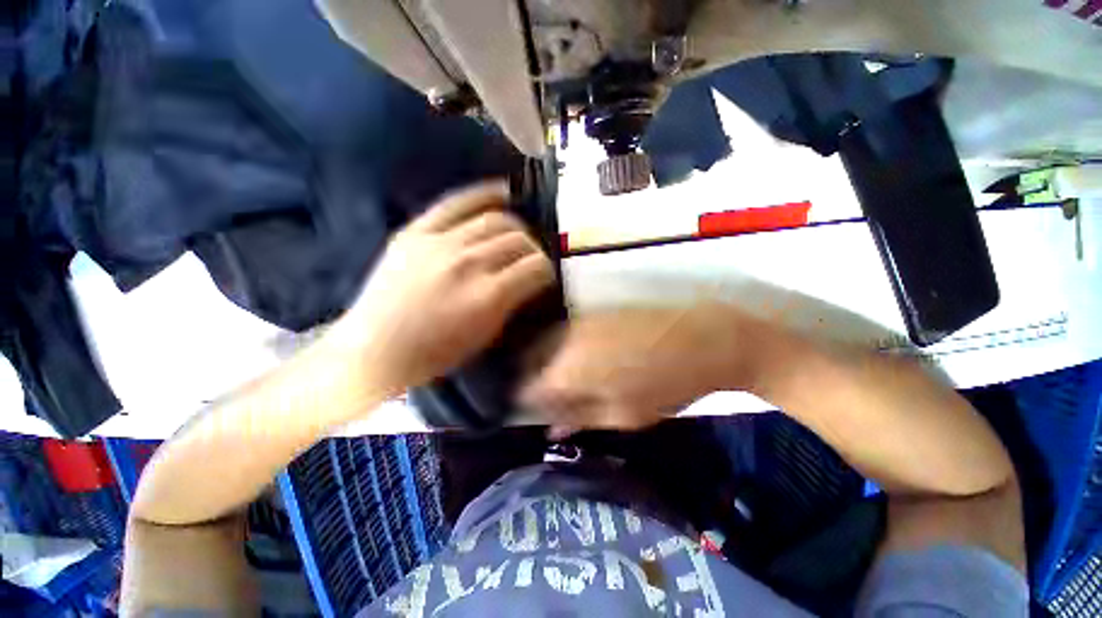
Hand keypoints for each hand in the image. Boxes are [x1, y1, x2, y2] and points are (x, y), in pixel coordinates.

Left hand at [334, 181, 555, 391]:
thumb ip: (513, 302)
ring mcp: (440, 243)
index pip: (536, 267)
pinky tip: (502, 194)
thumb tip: (529, 280)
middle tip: (531, 260)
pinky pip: (457, 202)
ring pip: (496, 219)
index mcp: (488, 296)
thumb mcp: (487, 335)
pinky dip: (484, 195)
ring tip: (518, 236)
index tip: (545, 277)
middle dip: (533, 249)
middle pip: (519, 240)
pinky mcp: (416, 231)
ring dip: (515, 228)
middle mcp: (469, 263)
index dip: (547, 271)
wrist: (376, 351)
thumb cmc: (437, 354)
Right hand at [521, 304, 754, 435]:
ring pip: (544, 343)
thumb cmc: (666, 385)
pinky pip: (563, 331)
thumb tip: (551, 430)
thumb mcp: (624, 415)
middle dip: (530, 379)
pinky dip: (560, 346)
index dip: (523, 402)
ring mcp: (579, 322)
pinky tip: (575, 356)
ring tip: (560, 377)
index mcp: (568, 372)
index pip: (526, 388)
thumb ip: (582, 419)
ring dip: (543, 361)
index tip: (530, 410)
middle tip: (546, 395)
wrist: (704, 338)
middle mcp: (565, 342)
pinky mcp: (593, 312)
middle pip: (529, 360)